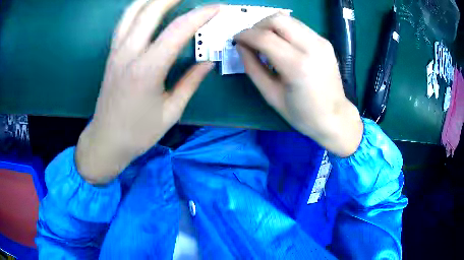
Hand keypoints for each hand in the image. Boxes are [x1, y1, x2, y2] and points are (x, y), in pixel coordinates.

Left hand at [76, 0, 218, 183]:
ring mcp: (116, 51)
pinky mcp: (111, 54)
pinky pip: (123, 22)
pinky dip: (137, 8)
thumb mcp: (170, 112)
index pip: (178, 30)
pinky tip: (147, 6)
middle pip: (150, 11)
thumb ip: (190, 82)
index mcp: (147, 70)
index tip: (217, 8)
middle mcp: (129, 53)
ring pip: (133, 11)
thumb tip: (207, 61)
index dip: (200, 15)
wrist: (106, 140)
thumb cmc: (138, 132)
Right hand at [235, 14, 362, 157]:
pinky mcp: (325, 42)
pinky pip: (298, 26)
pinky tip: (282, 44)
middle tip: (251, 40)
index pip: (264, 37)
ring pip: (288, 19)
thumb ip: (252, 67)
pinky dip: (284, 30)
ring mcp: (321, 42)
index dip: (245, 35)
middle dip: (258, 26)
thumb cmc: (302, 113)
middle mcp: (312, 47)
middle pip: (277, 19)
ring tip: (265, 42)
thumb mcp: (271, 95)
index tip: (236, 40)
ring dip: (270, 26)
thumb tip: (240, 46)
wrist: (335, 117)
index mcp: (297, 66)